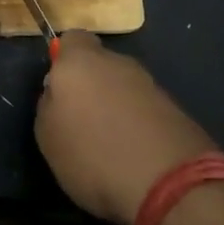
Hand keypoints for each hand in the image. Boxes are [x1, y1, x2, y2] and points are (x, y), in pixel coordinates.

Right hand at [35, 32, 218, 224]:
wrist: (170, 184)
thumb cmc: (93, 155)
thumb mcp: (47, 136)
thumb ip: (49, 105)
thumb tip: (58, 94)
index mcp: (80, 61)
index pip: (71, 40)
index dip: (63, 60)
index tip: (59, 89)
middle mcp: (118, 63)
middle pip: (100, 64)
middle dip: (91, 86)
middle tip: (81, 121)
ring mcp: (151, 85)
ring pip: (124, 87)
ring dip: (116, 106)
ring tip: (110, 144)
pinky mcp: (176, 110)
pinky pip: (145, 110)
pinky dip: (138, 125)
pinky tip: (135, 155)